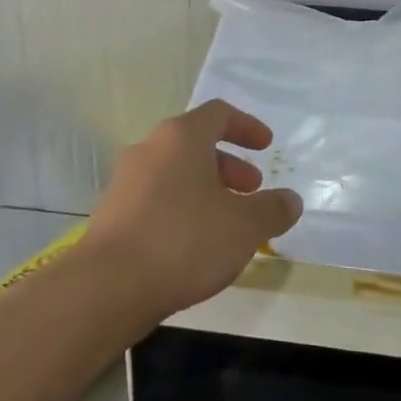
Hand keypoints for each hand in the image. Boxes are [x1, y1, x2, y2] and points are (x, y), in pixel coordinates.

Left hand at [80, 100, 302, 321]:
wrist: (109, 285)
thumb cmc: (185, 240)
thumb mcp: (244, 226)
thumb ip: (272, 209)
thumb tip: (290, 200)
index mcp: (181, 137)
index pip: (218, 114)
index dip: (246, 126)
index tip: (266, 145)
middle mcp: (149, 149)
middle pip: (195, 144)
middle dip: (228, 165)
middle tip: (251, 189)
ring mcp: (125, 181)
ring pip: (174, 173)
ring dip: (205, 189)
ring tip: (227, 223)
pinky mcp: (112, 214)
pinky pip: (155, 199)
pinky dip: (181, 209)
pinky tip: (194, 245)